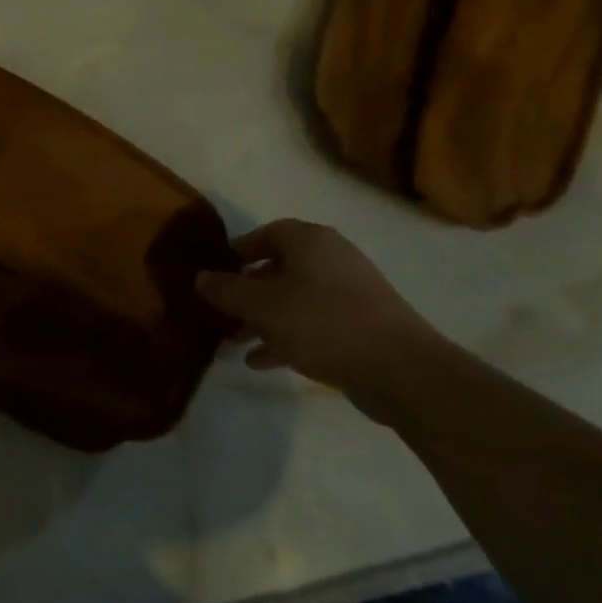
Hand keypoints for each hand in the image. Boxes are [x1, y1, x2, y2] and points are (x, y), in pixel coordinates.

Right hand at [196, 220, 437, 400]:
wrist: (401, 369)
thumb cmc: (322, 322)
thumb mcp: (262, 307)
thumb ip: (227, 291)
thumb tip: (200, 277)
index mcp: (309, 241)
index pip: (267, 233)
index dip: (240, 250)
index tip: (218, 270)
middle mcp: (331, 258)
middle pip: (280, 268)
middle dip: (248, 292)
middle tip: (222, 312)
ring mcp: (351, 292)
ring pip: (295, 299)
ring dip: (264, 319)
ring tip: (235, 343)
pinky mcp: (362, 325)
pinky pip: (314, 323)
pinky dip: (287, 336)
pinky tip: (262, 361)